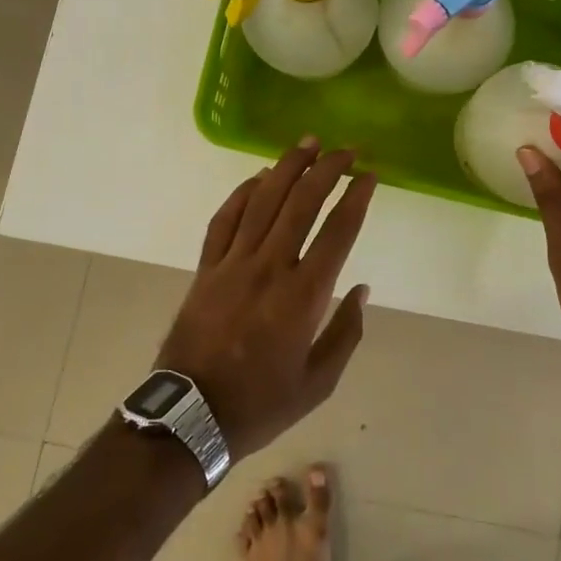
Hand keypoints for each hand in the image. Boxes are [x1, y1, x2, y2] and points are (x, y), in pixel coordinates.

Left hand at [156, 139, 376, 457]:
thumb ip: (346, 333)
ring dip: (287, 167)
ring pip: (263, 201)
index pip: (337, 232)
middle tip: (345, 149)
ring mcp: (233, 263)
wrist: (190, 417)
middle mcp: (270, 268)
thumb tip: (362, 289)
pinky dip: (243, 193)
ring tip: (307, 144)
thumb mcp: (318, 383)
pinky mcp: (206, 268)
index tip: (369, 175)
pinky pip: (225, 219)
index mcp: (303, 296)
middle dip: (327, 170)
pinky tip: (258, 177)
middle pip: (301, 203)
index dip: (356, 198)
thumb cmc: (261, 403)